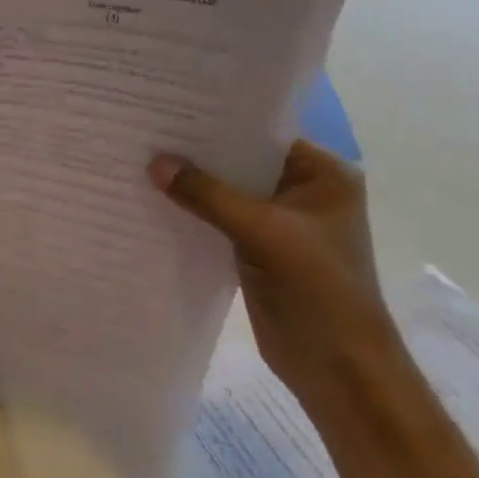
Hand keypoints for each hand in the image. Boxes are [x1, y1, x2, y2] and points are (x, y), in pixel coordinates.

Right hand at [148, 140, 406, 406]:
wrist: (338, 370)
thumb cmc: (318, 290)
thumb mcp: (263, 233)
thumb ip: (208, 195)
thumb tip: (155, 163)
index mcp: (322, 175)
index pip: (262, 133)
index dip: (218, 122)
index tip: (170, 107)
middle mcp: (301, 190)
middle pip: (240, 161)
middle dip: (197, 152)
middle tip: (146, 131)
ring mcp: (279, 222)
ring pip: (226, 191)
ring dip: (192, 183)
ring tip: (140, 159)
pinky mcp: (257, 248)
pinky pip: (218, 219)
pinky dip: (192, 212)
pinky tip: (154, 200)